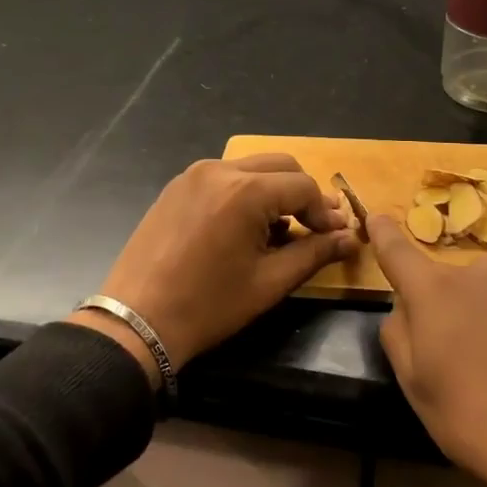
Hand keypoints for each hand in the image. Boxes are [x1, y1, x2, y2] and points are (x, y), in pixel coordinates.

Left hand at [69, 155, 359, 384]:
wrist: (137, 320)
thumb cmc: (209, 305)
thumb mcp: (269, 282)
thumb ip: (314, 253)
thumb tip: (349, 238)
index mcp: (245, 191)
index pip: (303, 186)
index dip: (325, 211)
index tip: (334, 237)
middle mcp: (220, 170)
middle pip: (280, 166)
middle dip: (302, 194)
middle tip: (314, 228)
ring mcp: (193, 175)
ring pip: (251, 168)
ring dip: (274, 191)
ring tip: (279, 231)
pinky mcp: (176, 187)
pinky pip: (223, 177)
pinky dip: (244, 192)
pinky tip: (244, 227)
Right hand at [370, 216, 486, 486]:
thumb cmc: (475, 419)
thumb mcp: (414, 385)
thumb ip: (398, 332)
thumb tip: (406, 306)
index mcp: (435, 290)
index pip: (398, 251)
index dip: (383, 234)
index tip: (377, 217)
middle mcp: (481, 273)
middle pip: (451, 283)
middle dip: (449, 309)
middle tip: (459, 359)